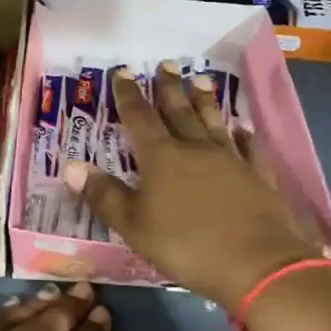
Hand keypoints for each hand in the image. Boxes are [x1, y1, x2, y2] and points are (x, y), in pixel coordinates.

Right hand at [66, 63, 327, 308]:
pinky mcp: (259, 178)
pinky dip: (244, 135)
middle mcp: (196, 149)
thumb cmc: (188, 246)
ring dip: (205, 101)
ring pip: (214, 122)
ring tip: (201, 79)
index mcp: (162, 158)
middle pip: (179, 111)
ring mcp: (231, 161)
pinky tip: (243, 127)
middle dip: (169, 87)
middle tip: (167, 64)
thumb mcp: (134, 226)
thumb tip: (70, 166)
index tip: (123, 72)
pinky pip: (250, 148)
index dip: (128, 95)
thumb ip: (104, 195)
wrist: (260, 266)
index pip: (139, 118)